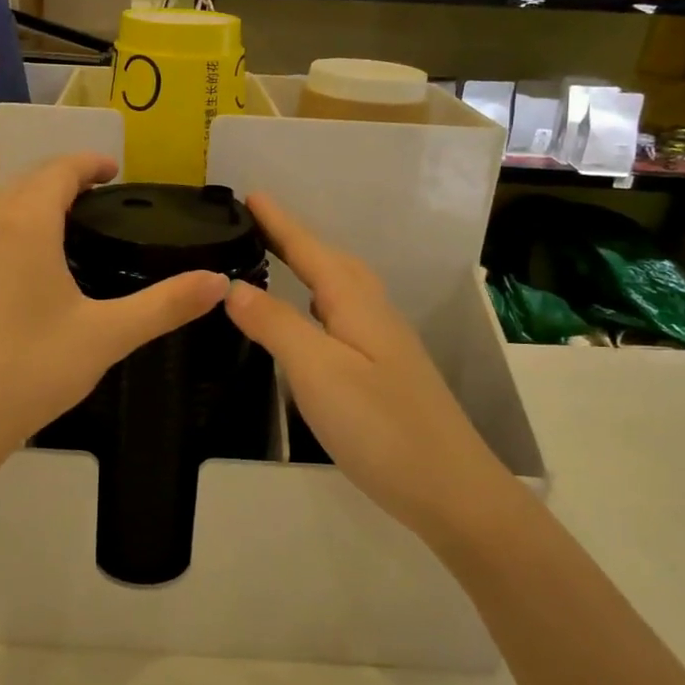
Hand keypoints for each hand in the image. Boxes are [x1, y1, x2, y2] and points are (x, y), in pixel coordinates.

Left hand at [0, 153, 229, 465]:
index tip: (113, 171)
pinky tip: (19, 276)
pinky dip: (4, 237)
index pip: (58, 170)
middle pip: (25, 184)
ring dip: (30, 208)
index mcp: (25, 225)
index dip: (88, 163)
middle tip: (96, 200)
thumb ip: (165, 305)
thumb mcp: (107, 336)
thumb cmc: (32, 369)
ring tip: (62, 232)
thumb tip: (219, 283)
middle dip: (61, 181)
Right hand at [223, 194, 508, 543]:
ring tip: (276, 261)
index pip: (310, 250)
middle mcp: (373, 313)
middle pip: (330, 262)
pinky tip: (309, 321)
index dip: (279, 223)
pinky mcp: (384, 372)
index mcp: (356, 303)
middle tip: (255, 225)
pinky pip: (342, 316)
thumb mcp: (318, 371)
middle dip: (294, 239)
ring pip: (340, 289)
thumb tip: (233, 286)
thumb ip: (275, 325)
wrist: (451, 490)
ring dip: (308, 267)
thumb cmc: (380, 426)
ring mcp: (383, 343)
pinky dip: (317, 302)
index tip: (249, 195)